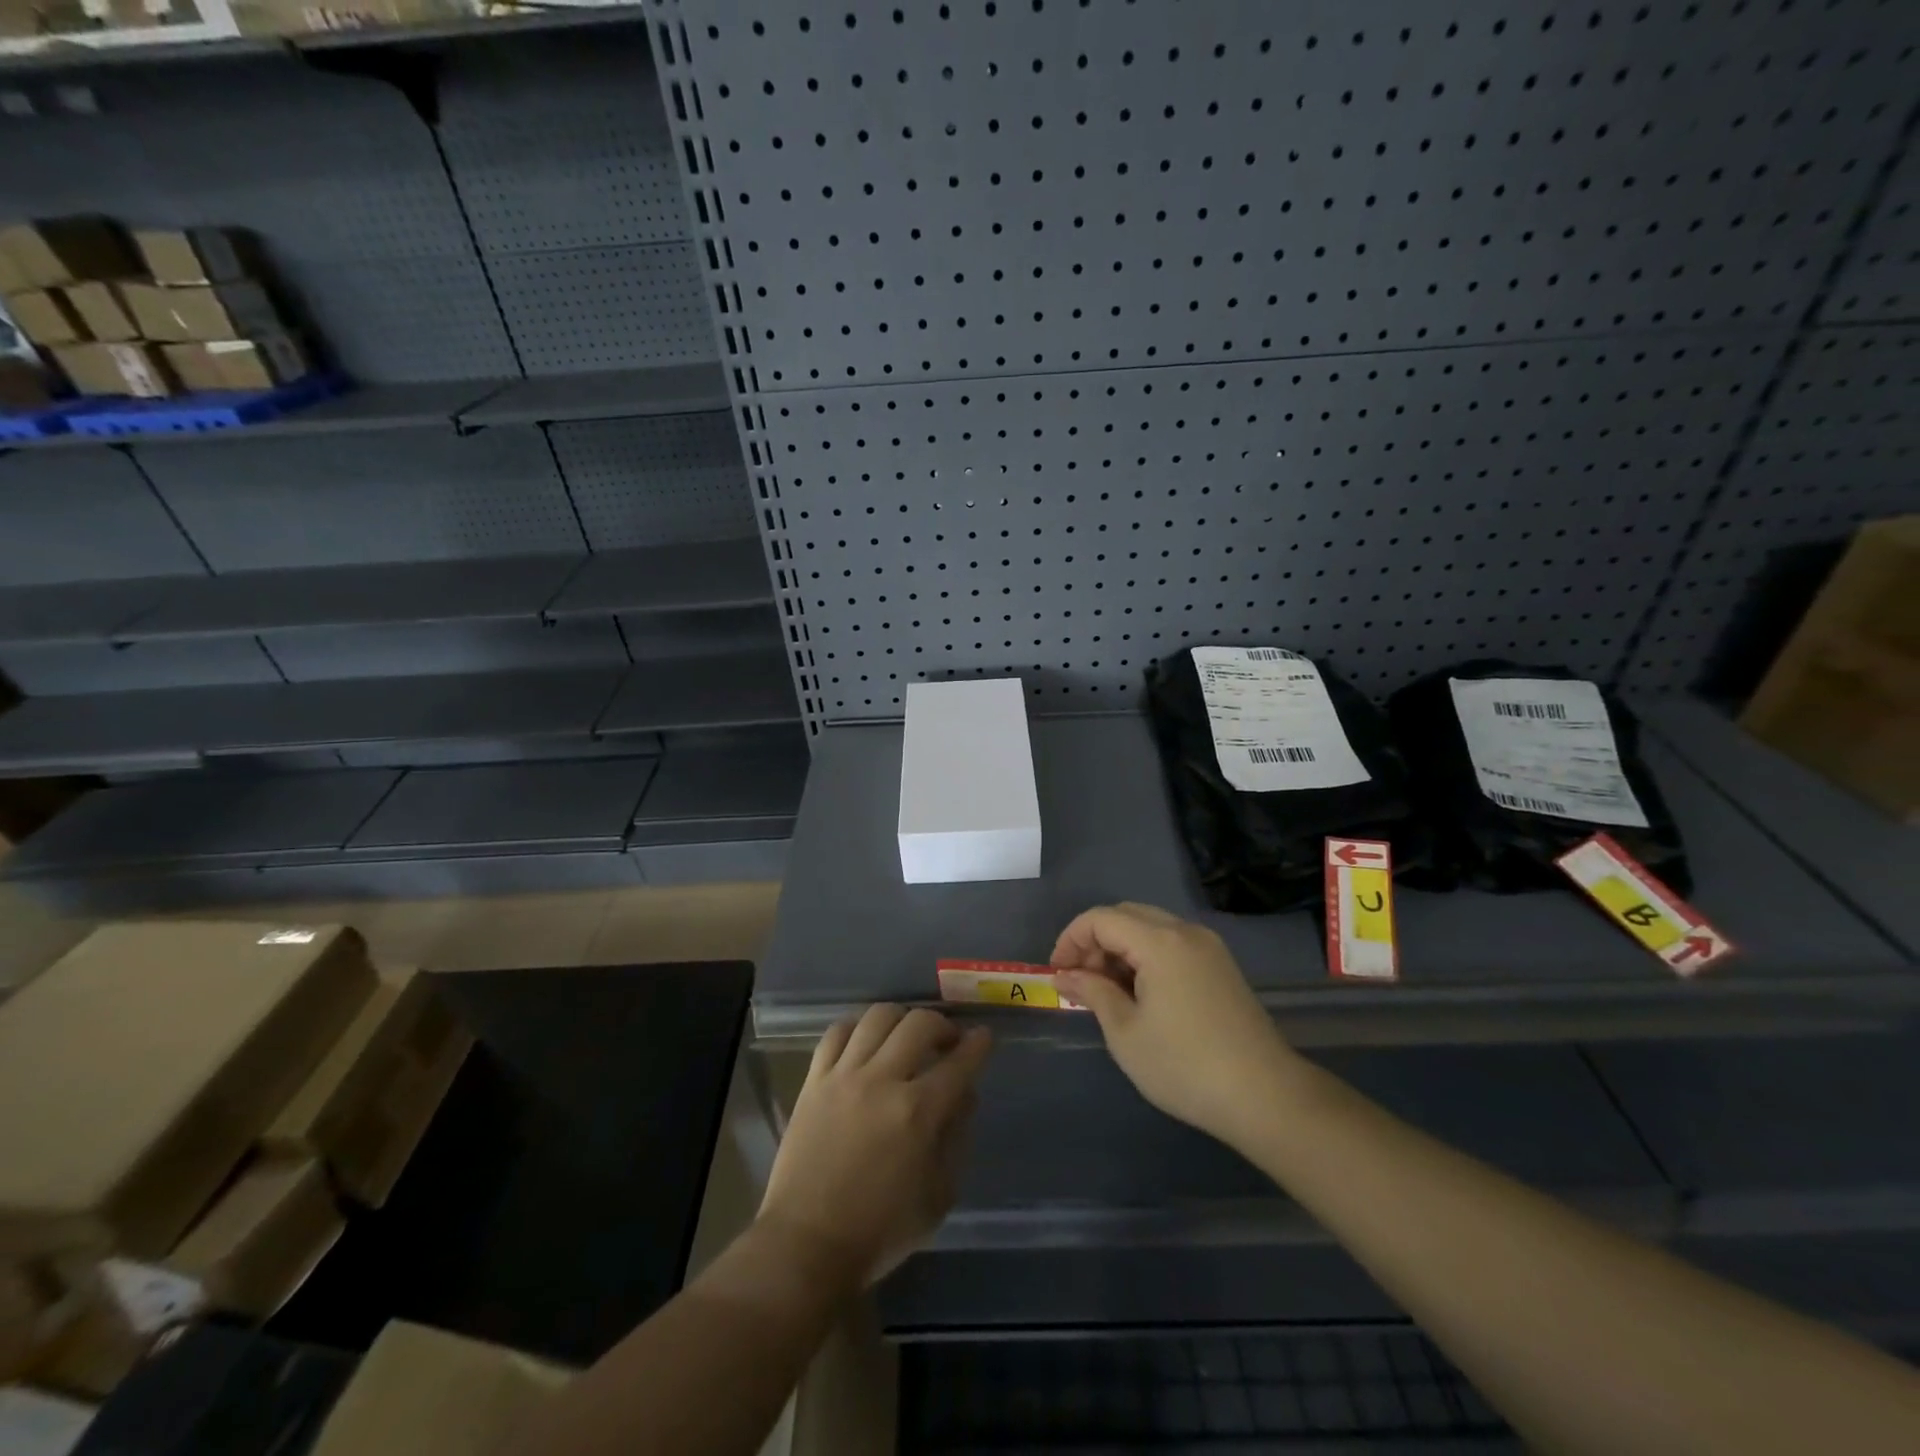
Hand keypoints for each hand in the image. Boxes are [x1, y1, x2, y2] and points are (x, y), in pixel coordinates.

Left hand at [758, 1005, 991, 1285]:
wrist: (806, 1244)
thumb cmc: (879, 1230)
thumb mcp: (938, 1196)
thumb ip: (956, 1138)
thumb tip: (964, 1095)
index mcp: (918, 1112)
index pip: (959, 1062)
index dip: (978, 1044)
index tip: (983, 1037)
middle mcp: (882, 1081)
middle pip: (919, 1023)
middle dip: (943, 1025)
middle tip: (947, 1041)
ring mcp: (844, 1076)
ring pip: (878, 1016)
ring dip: (902, 1019)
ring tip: (906, 1036)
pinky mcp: (814, 1080)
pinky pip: (837, 1032)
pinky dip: (858, 1027)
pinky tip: (866, 1040)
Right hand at [1052, 902, 1302, 1148]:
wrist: (1265, 1096)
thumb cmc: (1185, 1066)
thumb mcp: (1125, 1032)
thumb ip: (1092, 992)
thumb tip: (1065, 975)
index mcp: (1160, 941)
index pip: (1101, 919)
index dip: (1071, 940)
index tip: (1057, 974)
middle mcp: (1185, 931)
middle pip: (1126, 915)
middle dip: (1095, 941)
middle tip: (1080, 981)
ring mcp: (1208, 947)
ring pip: (1150, 927)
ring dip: (1120, 948)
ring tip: (1107, 991)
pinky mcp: (1221, 966)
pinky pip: (1172, 944)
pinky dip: (1146, 956)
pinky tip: (1140, 994)